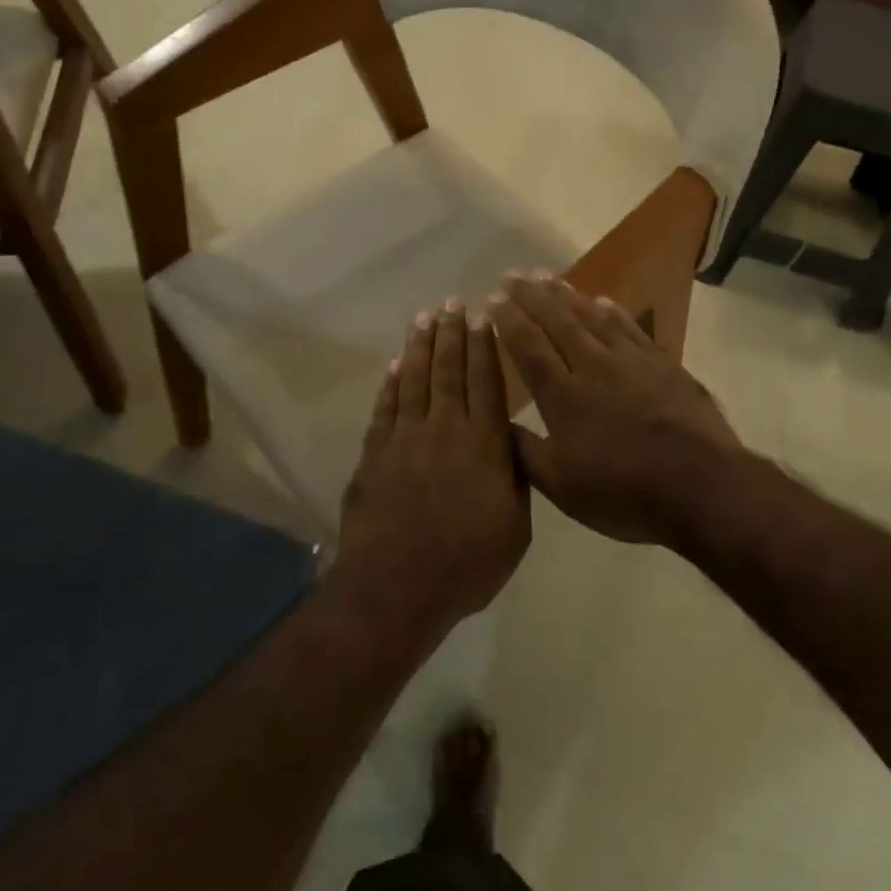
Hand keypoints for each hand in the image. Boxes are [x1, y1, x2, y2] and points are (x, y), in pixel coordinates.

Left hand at [335, 300, 530, 631]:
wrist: (396, 587)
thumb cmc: (466, 564)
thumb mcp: (515, 529)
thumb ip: (516, 480)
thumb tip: (512, 443)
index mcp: (483, 444)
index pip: (486, 383)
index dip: (485, 347)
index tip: (484, 316)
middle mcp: (444, 429)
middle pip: (448, 371)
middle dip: (451, 334)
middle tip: (452, 302)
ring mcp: (404, 439)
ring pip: (414, 380)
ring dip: (419, 347)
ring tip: (424, 318)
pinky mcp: (374, 454)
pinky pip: (385, 408)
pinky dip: (390, 384)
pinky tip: (393, 366)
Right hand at [488, 273, 740, 546]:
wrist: (702, 485)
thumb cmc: (625, 491)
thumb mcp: (563, 487)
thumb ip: (525, 453)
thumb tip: (492, 422)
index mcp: (564, 397)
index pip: (529, 347)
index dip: (508, 321)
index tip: (492, 299)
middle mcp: (593, 367)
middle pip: (557, 322)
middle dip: (531, 296)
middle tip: (512, 275)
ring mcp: (631, 362)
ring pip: (592, 318)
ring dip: (566, 295)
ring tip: (547, 277)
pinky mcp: (662, 364)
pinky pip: (630, 328)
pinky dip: (612, 311)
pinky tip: (602, 300)